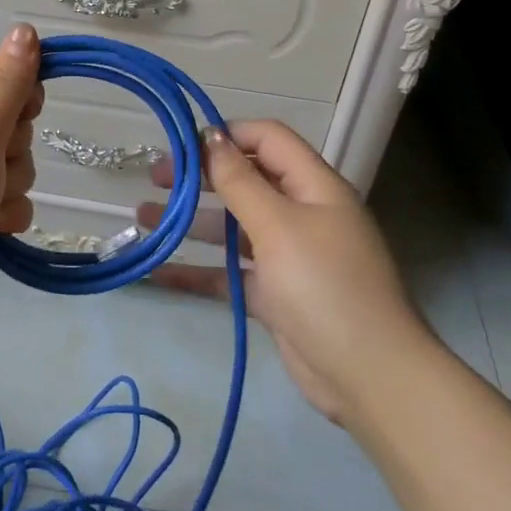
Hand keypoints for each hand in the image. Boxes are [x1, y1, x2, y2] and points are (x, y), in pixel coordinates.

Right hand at [139, 121, 432, 428]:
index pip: (268, 139)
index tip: (182, 145)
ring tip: (142, 218)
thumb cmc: (323, 286)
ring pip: (233, 227)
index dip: (227, 135)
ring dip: (191, 221)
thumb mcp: (278, 225)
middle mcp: (302, 213)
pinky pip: (231, 272)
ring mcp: (289, 256)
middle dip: (200, 177)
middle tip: (154, 179)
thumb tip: (212, 136)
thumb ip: (240, 181)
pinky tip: (157, 271)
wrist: (368, 375)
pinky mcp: (276, 294)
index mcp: (314, 186)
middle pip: (246, 180)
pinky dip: (198, 270)